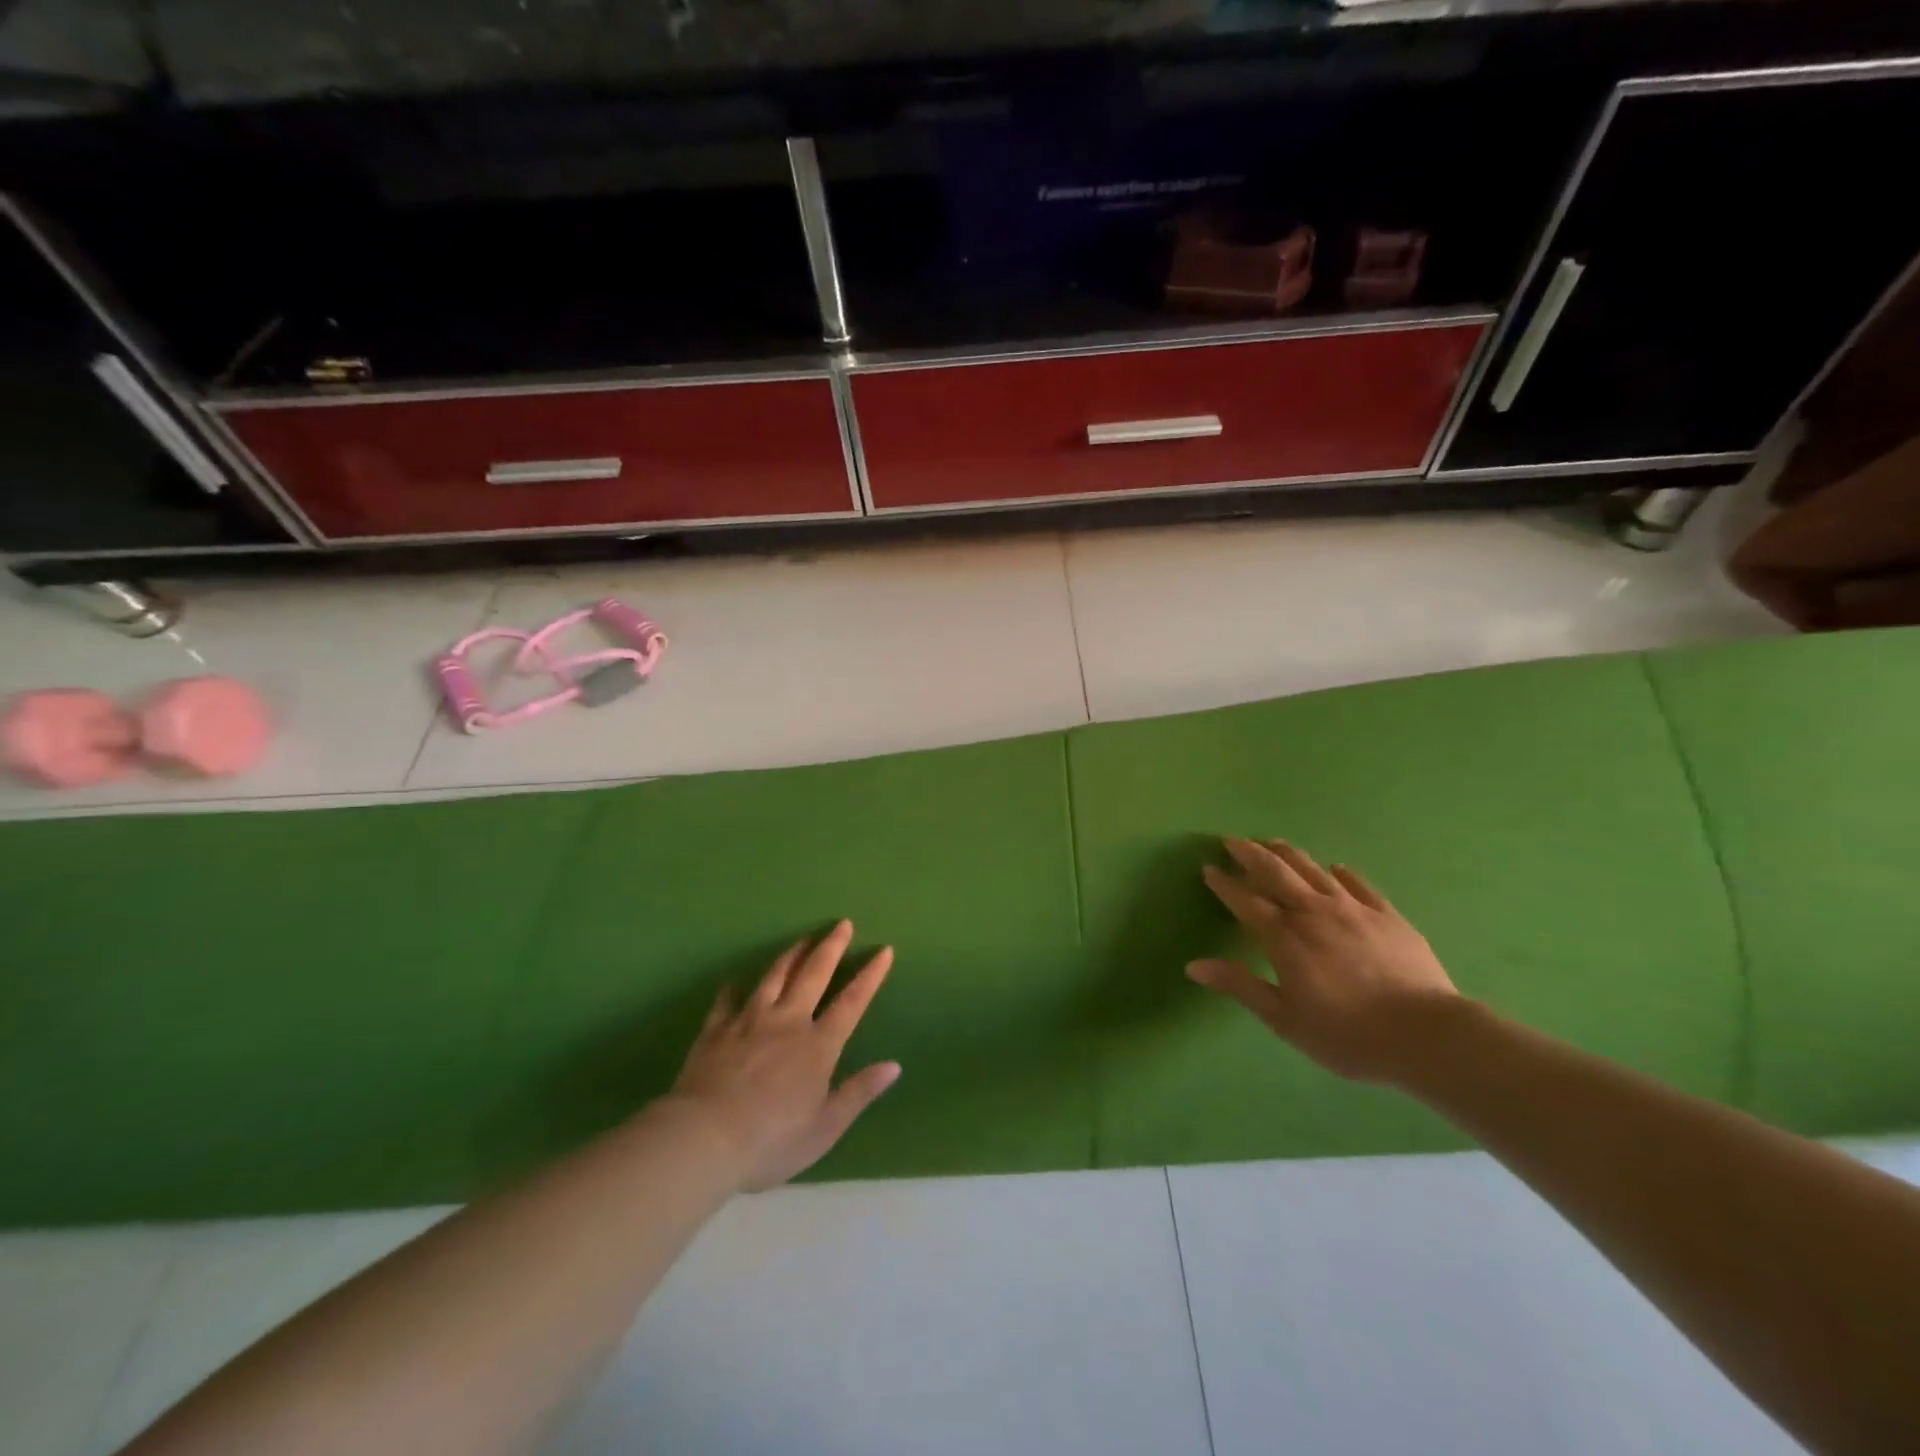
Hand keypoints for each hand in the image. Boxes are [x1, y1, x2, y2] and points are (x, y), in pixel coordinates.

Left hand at [669, 920, 899, 1191]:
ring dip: (791, 955)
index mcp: (818, 1046)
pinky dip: (733, 989)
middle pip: (813, 974)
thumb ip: (859, 1093)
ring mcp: (749, 1021)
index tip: (883, 950)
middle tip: (842, 923)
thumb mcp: (825, 1128)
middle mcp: (787, 1022)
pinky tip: (734, 981)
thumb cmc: (771, 1141)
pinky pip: (727, 1001)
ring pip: (774, 977)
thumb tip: (893, 1066)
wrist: (704, 1139)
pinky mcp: (716, 1030)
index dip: (870, 975)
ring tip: (802, 939)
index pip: (851, 1002)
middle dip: (831, 947)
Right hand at [1189, 838, 1460, 1084]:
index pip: (1246, 902)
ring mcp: (1353, 910)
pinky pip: (1358, 884)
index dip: (1225, 885)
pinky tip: (1335, 869)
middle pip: (1276, 873)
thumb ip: (1240, 986)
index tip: (1209, 869)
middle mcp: (1314, 913)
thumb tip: (1193, 966)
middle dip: (1250, 855)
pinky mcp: (1387, 915)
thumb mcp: (1285, 1019)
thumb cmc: (1347, 1034)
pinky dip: (1341, 873)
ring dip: (1289, 855)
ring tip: (1273, 842)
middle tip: (1232, 841)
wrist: (1427, 1036)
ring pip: (1313, 871)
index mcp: (1285, 938)